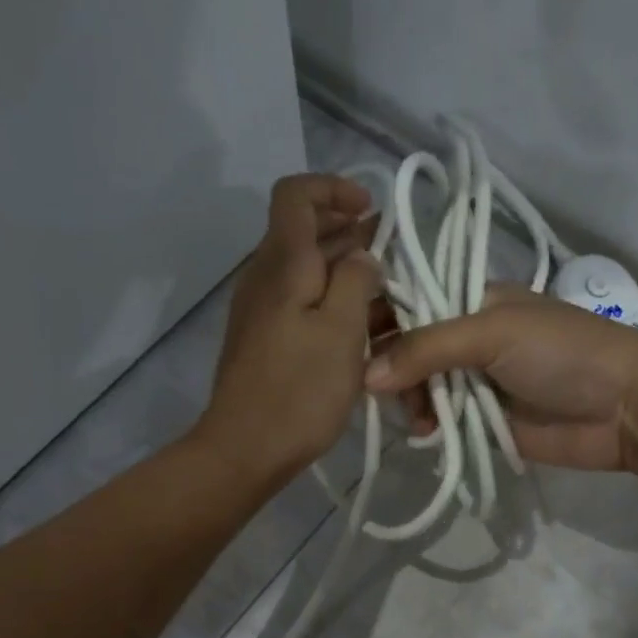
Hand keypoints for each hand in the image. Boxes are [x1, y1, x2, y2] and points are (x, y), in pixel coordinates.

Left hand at [197, 174, 382, 483]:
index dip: (333, 188)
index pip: (295, 194)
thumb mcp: (342, 330)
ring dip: (344, 265)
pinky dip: (331, 297)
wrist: (245, 448)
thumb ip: (355, 279)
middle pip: (302, 229)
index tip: (370, 210)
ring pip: (304, 267)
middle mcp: (265, 275)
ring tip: (387, 287)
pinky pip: (300, 299)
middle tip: (392, 250)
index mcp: (283, 262)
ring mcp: (261, 307)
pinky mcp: (264, 337)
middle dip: (348, 228)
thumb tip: (361, 255)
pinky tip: (361, 322)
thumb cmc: (299, 388)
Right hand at [364, 286, 637, 471]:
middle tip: (377, 390)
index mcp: (473, 301)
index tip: (350, 341)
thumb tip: (366, 376)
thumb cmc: (563, 352)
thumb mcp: (493, 333)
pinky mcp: (484, 421)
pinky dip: (429, 427)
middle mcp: (470, 339)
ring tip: (416, 419)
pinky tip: (427, 434)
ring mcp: (477, 382)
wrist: (626, 408)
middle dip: (391, 368)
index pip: (412, 302)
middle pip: (410, 349)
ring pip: (421, 389)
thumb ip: (427, 348)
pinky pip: (443, 421)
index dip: (380, 318)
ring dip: (410, 402)